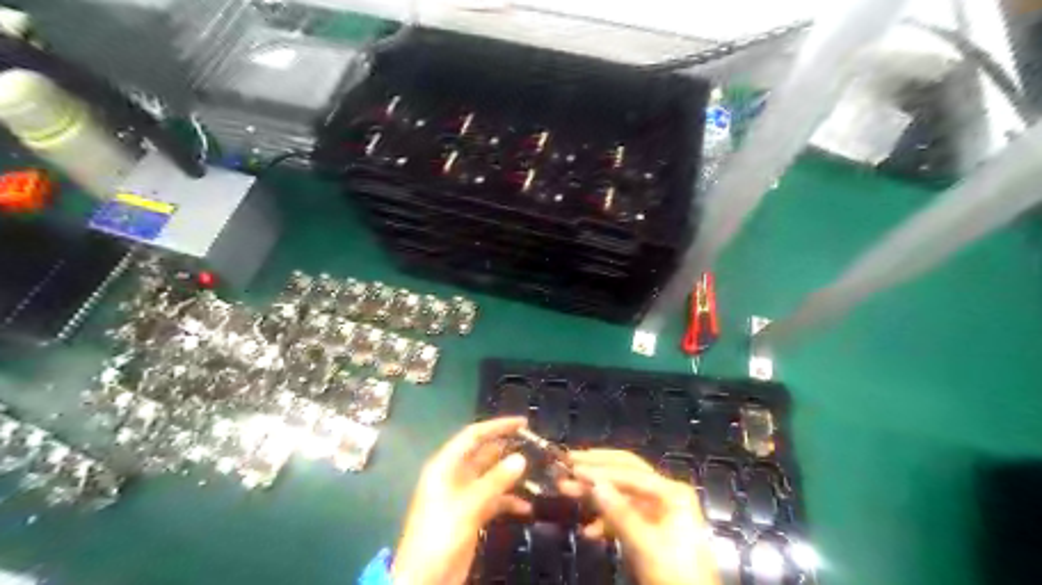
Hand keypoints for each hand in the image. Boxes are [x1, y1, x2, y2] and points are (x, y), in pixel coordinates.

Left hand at [396, 419, 531, 583]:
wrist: (425, 579)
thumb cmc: (440, 534)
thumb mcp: (468, 506)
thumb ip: (495, 481)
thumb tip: (520, 458)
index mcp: (446, 466)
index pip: (473, 436)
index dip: (497, 426)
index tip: (523, 423)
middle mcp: (455, 476)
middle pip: (484, 454)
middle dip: (508, 450)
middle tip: (536, 448)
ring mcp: (463, 496)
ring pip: (492, 477)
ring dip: (511, 476)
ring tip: (538, 474)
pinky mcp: (471, 515)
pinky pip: (494, 500)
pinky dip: (509, 501)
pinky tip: (527, 507)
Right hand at [562, 450, 715, 584]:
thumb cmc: (674, 574)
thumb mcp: (645, 544)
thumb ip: (618, 513)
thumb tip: (593, 483)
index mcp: (671, 492)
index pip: (629, 471)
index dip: (599, 468)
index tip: (571, 466)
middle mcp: (665, 494)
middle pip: (624, 473)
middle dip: (595, 470)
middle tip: (566, 463)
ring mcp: (658, 512)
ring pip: (620, 494)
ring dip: (594, 494)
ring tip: (565, 491)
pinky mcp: (650, 530)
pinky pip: (623, 516)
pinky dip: (604, 521)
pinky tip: (587, 531)